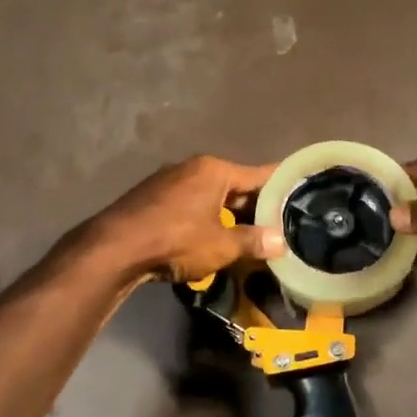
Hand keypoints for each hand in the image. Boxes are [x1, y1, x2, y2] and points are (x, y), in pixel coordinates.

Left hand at [87, 155, 286, 284]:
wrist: (115, 248)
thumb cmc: (176, 240)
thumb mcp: (221, 245)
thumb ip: (253, 241)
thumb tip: (280, 242)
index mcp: (215, 170)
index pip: (260, 174)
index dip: (282, 186)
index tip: (302, 193)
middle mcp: (193, 169)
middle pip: (235, 186)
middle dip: (256, 207)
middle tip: (280, 225)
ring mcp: (169, 182)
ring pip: (212, 198)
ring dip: (230, 216)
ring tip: (251, 236)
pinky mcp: (152, 200)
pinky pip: (191, 207)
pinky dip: (207, 220)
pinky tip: (214, 239)